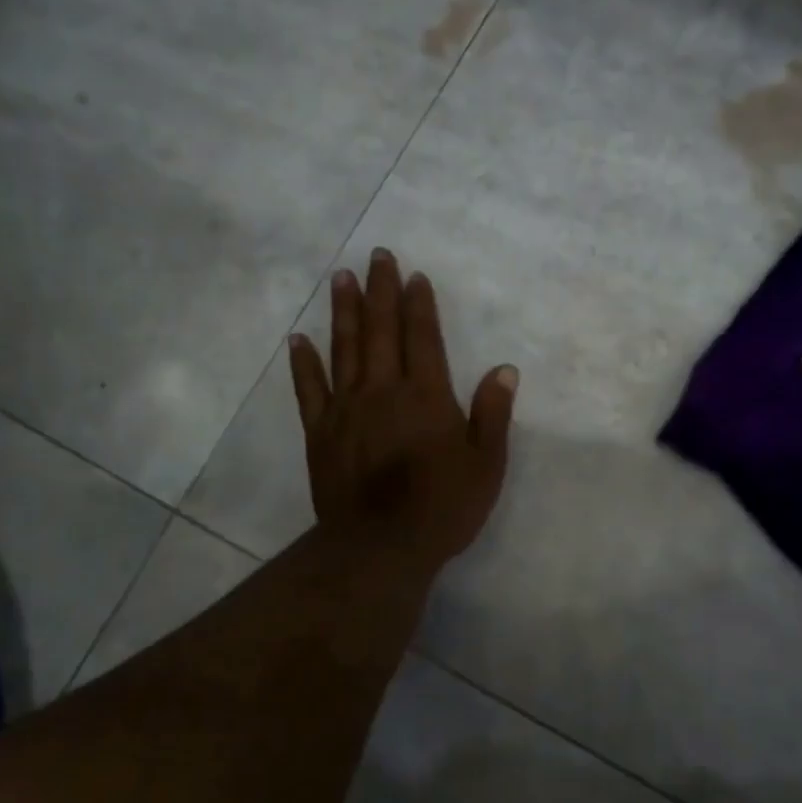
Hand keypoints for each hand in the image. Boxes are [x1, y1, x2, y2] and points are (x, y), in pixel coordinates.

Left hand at [288, 248, 516, 575]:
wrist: (381, 546)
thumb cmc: (442, 507)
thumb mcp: (485, 465)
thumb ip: (493, 415)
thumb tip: (504, 370)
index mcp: (427, 396)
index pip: (423, 338)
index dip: (420, 305)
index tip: (415, 276)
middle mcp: (384, 391)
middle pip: (382, 331)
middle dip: (381, 291)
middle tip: (376, 255)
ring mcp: (347, 409)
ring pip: (345, 349)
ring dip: (344, 311)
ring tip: (341, 278)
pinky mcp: (321, 432)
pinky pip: (310, 389)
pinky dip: (303, 363)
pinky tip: (298, 339)